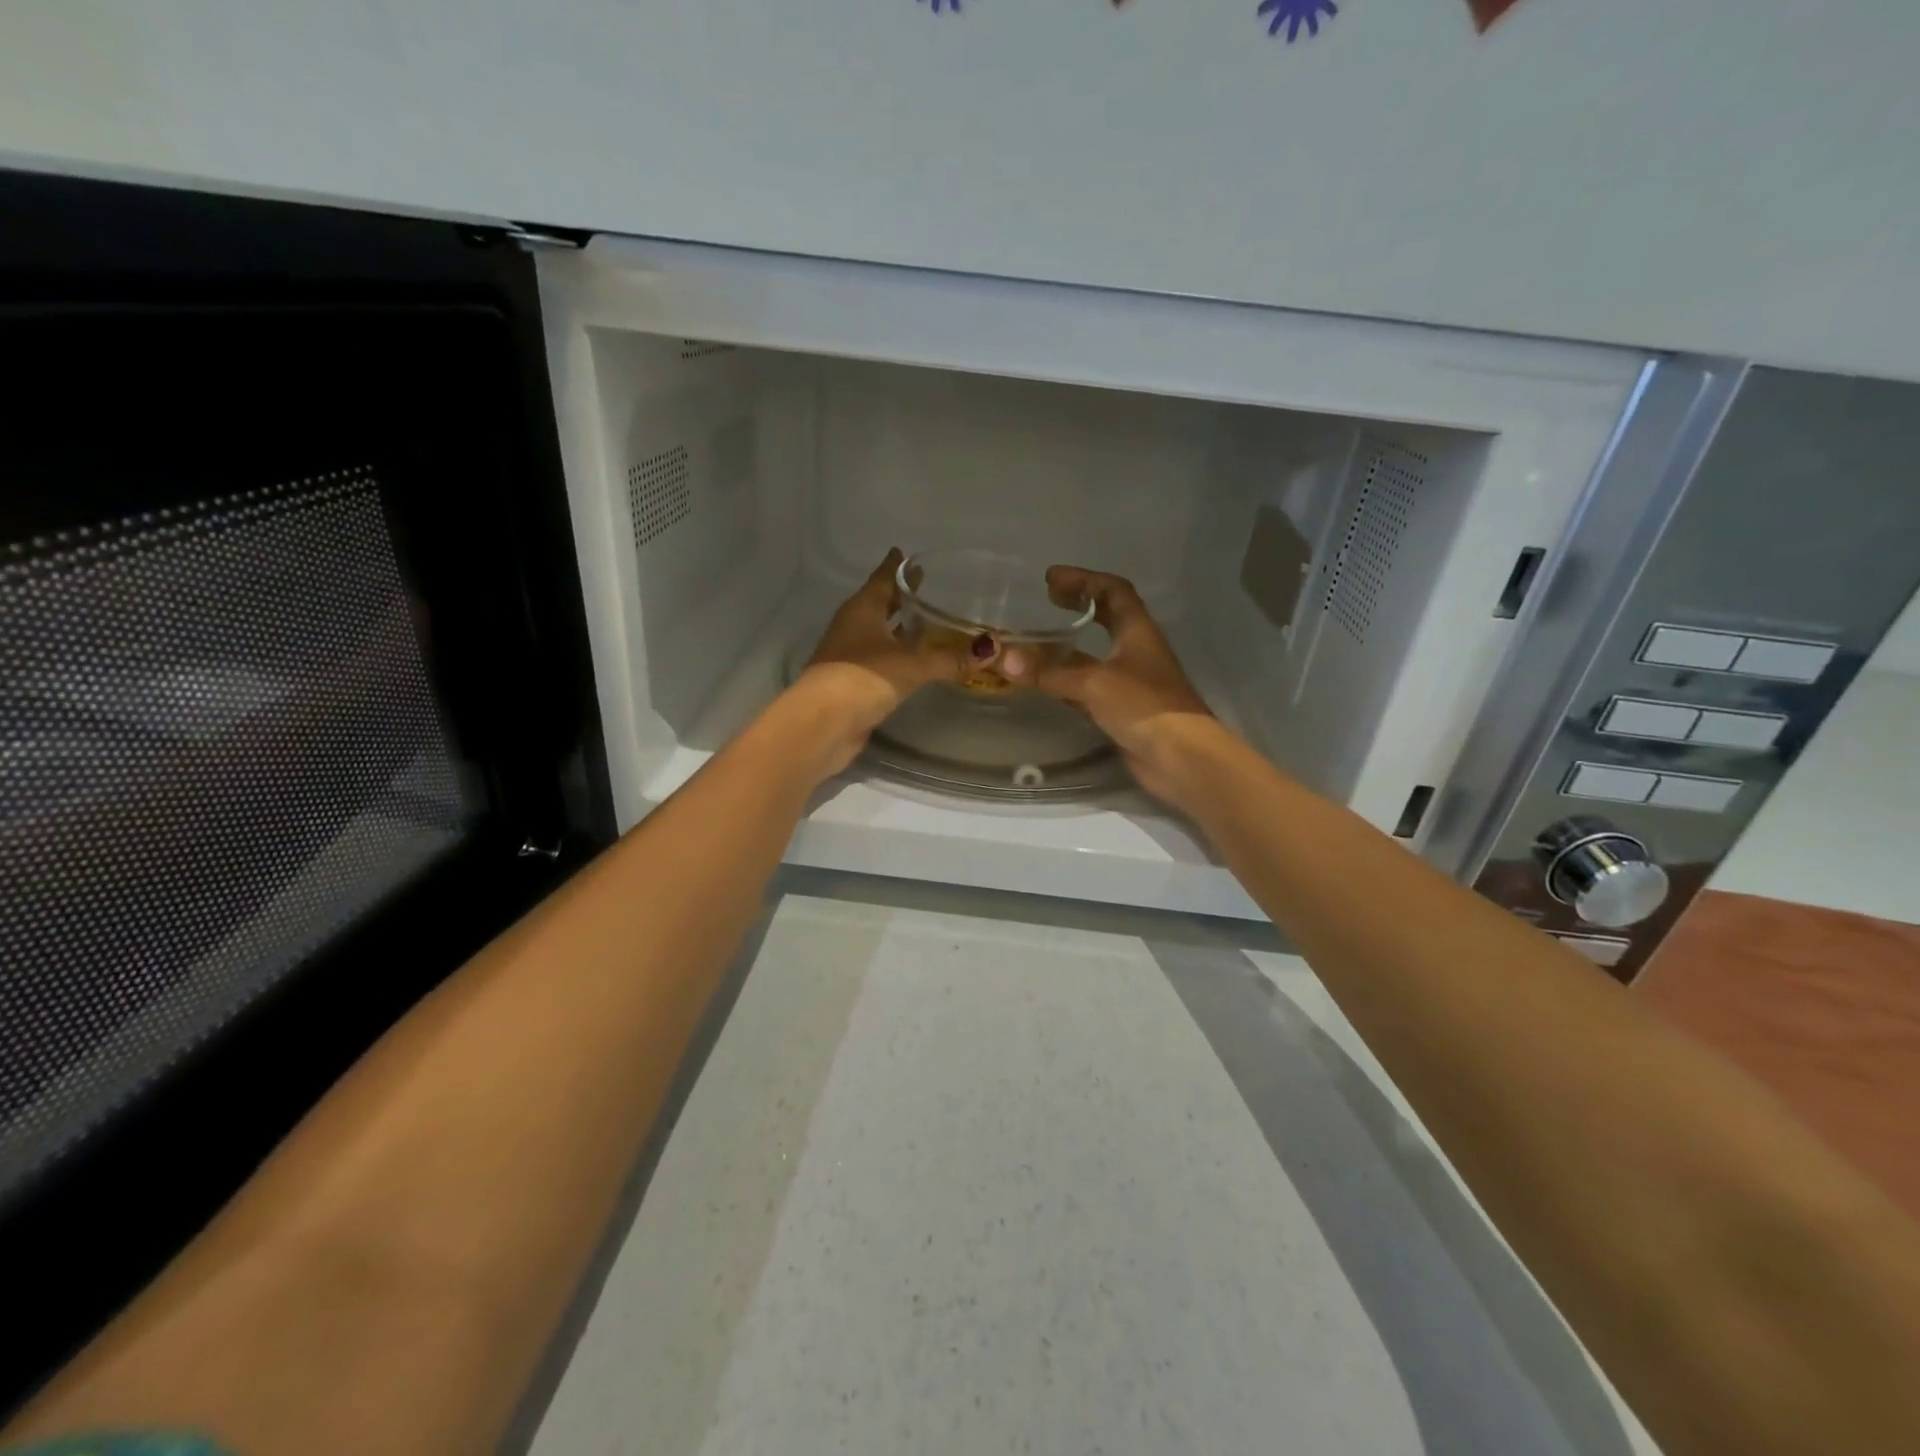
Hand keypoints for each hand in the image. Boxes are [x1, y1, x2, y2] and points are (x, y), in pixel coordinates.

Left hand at [795, 548, 965, 774]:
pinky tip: (915, 660)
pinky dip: (897, 655)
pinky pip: (881, 660)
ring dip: (899, 628)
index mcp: (862, 610)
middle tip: (924, 584)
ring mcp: (850, 655)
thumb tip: (991, 651)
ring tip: (926, 621)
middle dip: (900, 596)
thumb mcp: (912, 665)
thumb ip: (950, 658)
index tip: (906, 553)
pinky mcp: (853, 682)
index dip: (896, 567)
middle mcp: (853, 627)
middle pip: (879, 604)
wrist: (823, 724)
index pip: (882, 579)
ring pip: (879, 633)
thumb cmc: (863, 678)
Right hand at [1004, 566, 1217, 804]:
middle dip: (1080, 605)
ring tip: (1040, 641)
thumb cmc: (1144, 706)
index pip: (1113, 591)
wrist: (1180, 758)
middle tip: (1049, 601)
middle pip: (1109, 618)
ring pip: (1097, 655)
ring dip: (1071, 646)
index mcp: (1137, 631)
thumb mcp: (1093, 682)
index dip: (1084, 580)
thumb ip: (1049, 671)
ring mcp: (1131, 682)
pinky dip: (1069, 681)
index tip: (1051, 579)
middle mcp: (1136, 651)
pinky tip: (1049, 685)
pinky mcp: (1123, 710)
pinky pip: (1090, 688)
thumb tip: (1001, 657)